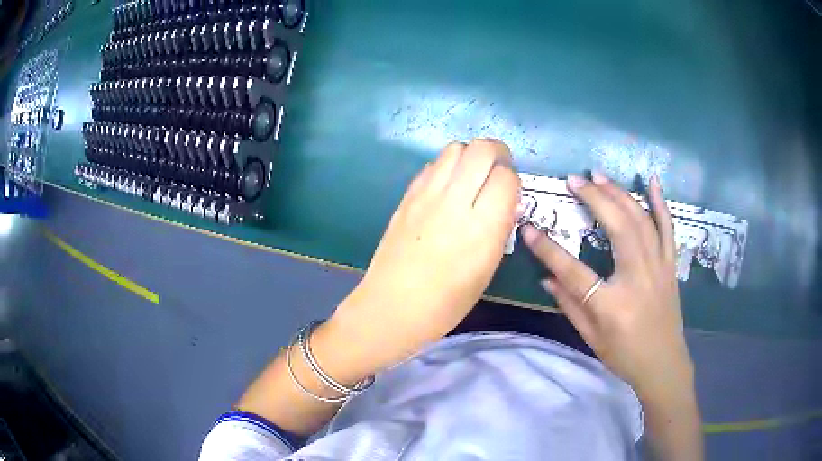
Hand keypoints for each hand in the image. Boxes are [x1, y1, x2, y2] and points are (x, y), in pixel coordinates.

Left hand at [325, 139, 519, 372]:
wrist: (393, 306)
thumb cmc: (446, 302)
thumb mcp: (487, 269)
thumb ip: (500, 229)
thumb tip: (507, 202)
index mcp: (482, 227)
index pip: (506, 177)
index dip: (512, 180)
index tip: (510, 192)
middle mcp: (455, 202)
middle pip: (481, 149)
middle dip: (497, 152)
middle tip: (498, 169)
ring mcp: (426, 195)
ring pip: (455, 148)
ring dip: (470, 155)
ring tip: (472, 175)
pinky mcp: (407, 196)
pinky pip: (432, 165)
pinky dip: (447, 167)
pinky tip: (447, 187)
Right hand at [522, 173, 693, 397]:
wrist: (664, 364)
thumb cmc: (625, 356)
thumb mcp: (592, 338)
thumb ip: (569, 305)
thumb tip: (546, 277)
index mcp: (613, 304)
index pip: (574, 271)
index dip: (548, 250)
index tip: (528, 229)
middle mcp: (638, 278)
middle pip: (617, 228)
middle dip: (594, 199)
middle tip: (574, 180)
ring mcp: (658, 267)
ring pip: (641, 220)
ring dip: (620, 193)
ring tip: (599, 175)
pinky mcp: (670, 265)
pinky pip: (668, 228)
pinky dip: (660, 203)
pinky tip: (653, 181)